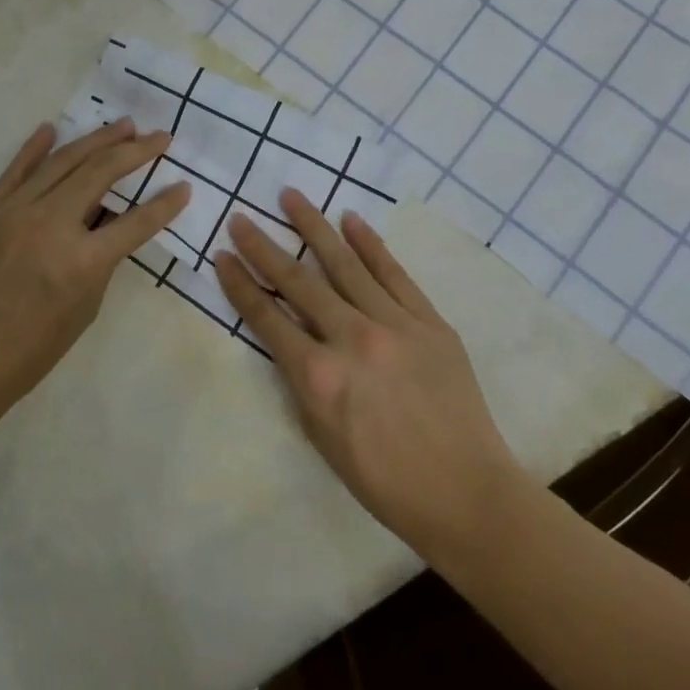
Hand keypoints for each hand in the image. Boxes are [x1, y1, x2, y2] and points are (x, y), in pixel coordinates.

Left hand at [0, 118, 189, 424]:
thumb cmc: (27, 354)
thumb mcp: (82, 312)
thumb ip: (99, 264)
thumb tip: (105, 228)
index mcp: (82, 261)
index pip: (136, 222)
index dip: (165, 204)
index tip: (185, 186)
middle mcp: (51, 224)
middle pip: (101, 173)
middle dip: (135, 151)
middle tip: (160, 136)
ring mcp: (17, 212)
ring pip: (63, 161)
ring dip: (96, 140)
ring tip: (122, 125)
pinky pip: (16, 170)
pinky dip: (34, 148)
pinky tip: (51, 128)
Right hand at [215, 191, 530, 558]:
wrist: (466, 493)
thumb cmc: (385, 480)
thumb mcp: (322, 438)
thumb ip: (301, 380)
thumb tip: (290, 337)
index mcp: (319, 377)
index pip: (267, 318)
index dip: (241, 285)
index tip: (222, 255)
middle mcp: (352, 339)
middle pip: (299, 282)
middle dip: (264, 247)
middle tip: (241, 218)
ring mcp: (394, 324)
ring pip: (345, 264)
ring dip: (314, 227)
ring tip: (291, 196)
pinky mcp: (429, 321)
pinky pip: (394, 273)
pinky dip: (371, 244)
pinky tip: (351, 220)